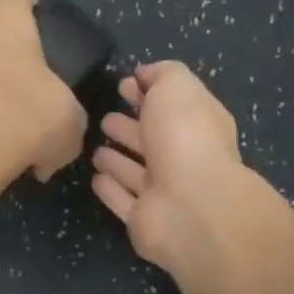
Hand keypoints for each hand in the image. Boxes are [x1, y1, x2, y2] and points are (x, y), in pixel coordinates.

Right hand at [92, 61, 245, 272]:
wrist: (191, 206)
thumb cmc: (185, 137)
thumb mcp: (178, 87)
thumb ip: (163, 74)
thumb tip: (145, 74)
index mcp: (198, 125)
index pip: (171, 105)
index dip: (148, 93)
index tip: (123, 84)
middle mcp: (183, 159)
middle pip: (152, 139)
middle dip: (130, 126)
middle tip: (105, 117)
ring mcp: (163, 192)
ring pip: (135, 171)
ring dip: (117, 160)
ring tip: (95, 148)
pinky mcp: (142, 219)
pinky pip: (122, 200)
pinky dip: (110, 189)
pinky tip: (96, 177)